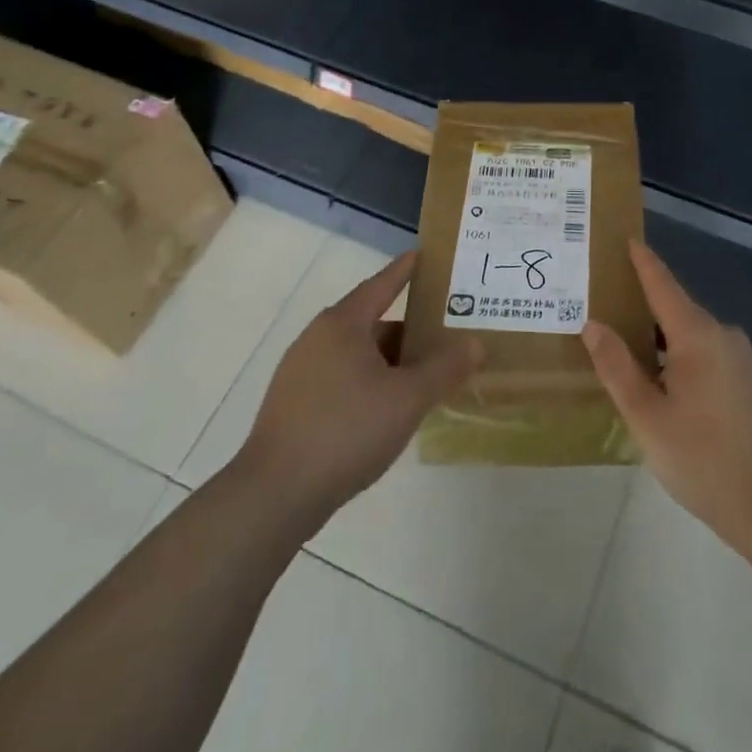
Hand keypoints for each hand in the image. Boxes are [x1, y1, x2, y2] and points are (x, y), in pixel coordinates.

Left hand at [239, 252, 480, 532]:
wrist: (275, 495)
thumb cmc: (346, 431)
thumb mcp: (407, 399)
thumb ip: (445, 369)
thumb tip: (476, 343)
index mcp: (342, 324)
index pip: (382, 285)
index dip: (405, 271)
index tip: (424, 256)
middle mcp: (318, 338)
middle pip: (372, 322)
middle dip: (408, 329)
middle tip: (444, 334)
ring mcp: (301, 372)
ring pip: (357, 354)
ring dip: (390, 361)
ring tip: (424, 375)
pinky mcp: (294, 404)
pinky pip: (342, 378)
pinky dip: (369, 381)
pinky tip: (388, 408)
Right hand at [584, 240, 751, 563]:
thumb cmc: (705, 460)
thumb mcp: (648, 418)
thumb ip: (618, 368)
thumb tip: (593, 324)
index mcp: (697, 335)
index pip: (662, 284)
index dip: (642, 261)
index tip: (626, 238)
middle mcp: (723, 336)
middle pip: (676, 310)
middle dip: (642, 306)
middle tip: (604, 307)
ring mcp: (742, 360)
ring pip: (691, 337)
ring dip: (661, 339)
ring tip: (626, 349)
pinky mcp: (751, 384)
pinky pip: (707, 356)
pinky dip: (681, 358)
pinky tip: (664, 385)